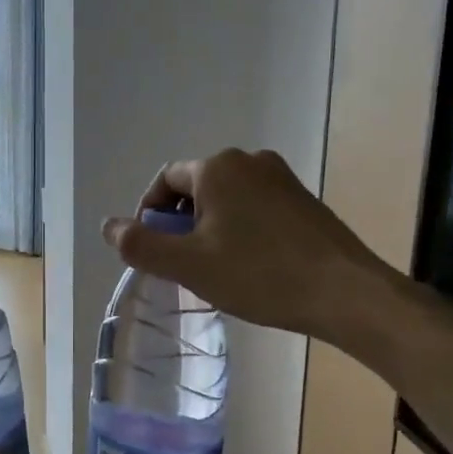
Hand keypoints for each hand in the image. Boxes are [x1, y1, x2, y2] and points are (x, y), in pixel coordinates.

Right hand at [101, 148, 403, 343]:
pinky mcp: (303, 200)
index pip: (165, 181)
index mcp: (217, 168)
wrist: (344, 292)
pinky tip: (250, 265)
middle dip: (181, 223)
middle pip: (196, 188)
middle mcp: (249, 161)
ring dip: (210, 228)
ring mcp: (281, 178)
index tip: (154, 250)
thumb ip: (141, 244)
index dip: (150, 214)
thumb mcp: (188, 265)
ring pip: (227, 199)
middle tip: (183, 265)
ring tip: (216, 269)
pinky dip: (240, 230)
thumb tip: (108, 225)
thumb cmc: (258, 274)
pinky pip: (255, 208)